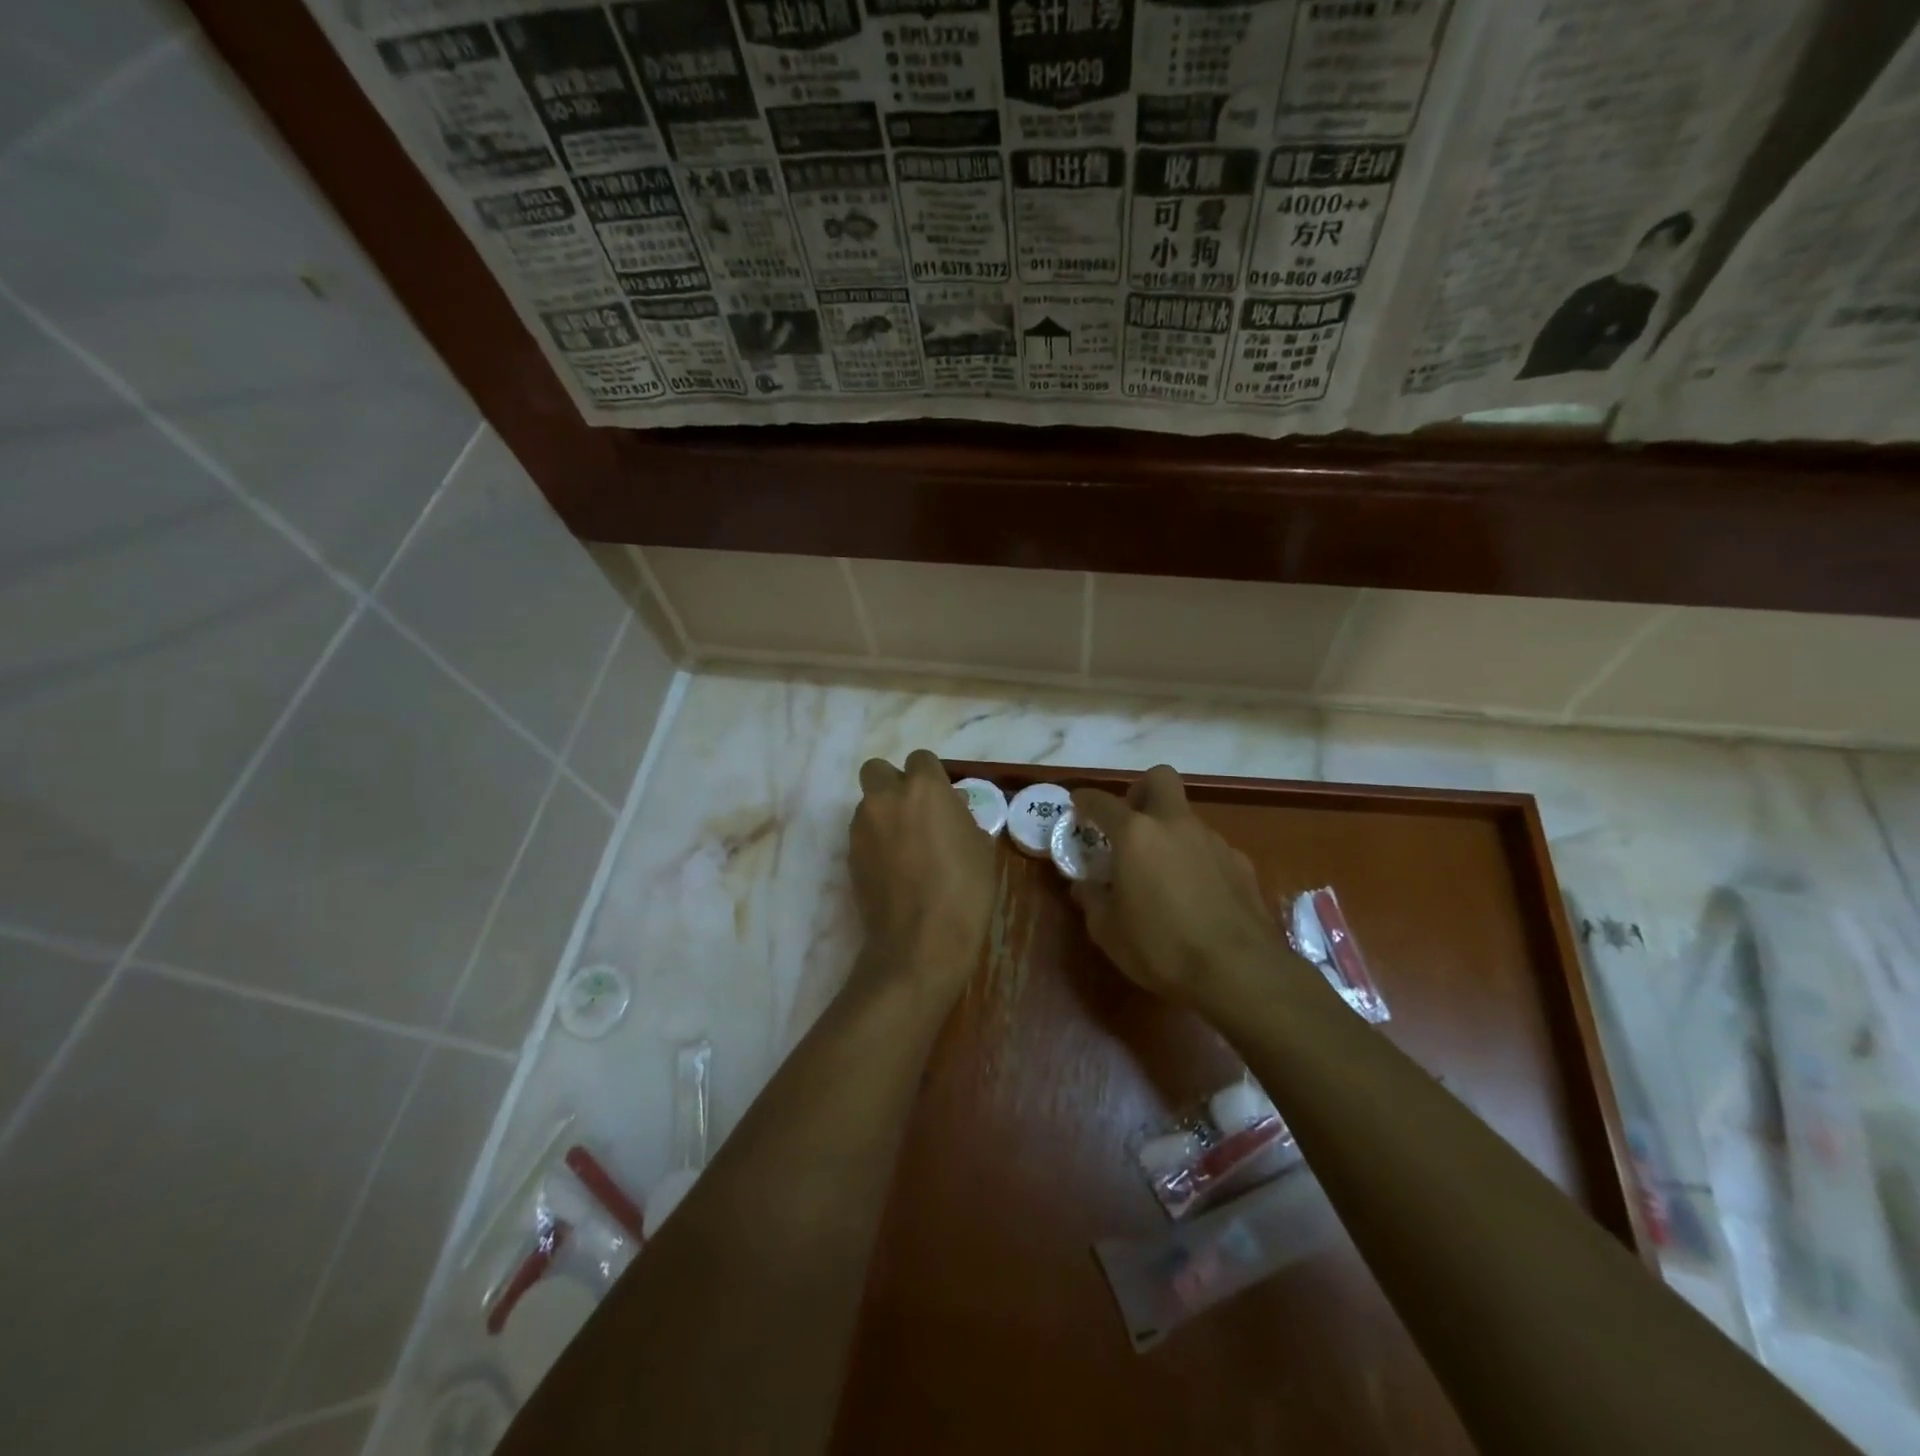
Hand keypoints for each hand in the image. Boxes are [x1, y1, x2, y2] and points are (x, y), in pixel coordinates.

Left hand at [849, 749, 995, 1003]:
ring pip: (868, 804)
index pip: (920, 758)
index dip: (930, 775)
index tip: (942, 798)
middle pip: (877, 769)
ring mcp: (862, 827)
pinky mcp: (850, 855)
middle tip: (914, 812)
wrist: (921, 942)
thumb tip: (951, 807)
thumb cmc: (964, 891)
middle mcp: (886, 798)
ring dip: (883, 814)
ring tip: (905, 847)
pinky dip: (875, 841)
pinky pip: (862, 834)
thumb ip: (961, 816)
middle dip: (892, 783)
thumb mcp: (980, 847)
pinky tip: (894, 869)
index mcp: (924, 788)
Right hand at [1070, 766, 1287, 1006]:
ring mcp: (1213, 840)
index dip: (1085, 799)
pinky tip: (1195, 894)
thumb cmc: (1161, 947)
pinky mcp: (1241, 863)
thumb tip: (1086, 886)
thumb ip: (1093, 900)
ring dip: (1170, 832)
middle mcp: (1175, 825)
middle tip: (1130, 823)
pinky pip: (1210, 848)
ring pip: (1186, 817)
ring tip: (1162, 873)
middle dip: (1140, 791)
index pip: (1102, 802)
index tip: (1077, 803)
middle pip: (1159, 778)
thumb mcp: (1108, 931)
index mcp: (1136, 835)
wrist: (1238, 971)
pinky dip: (1196, 859)